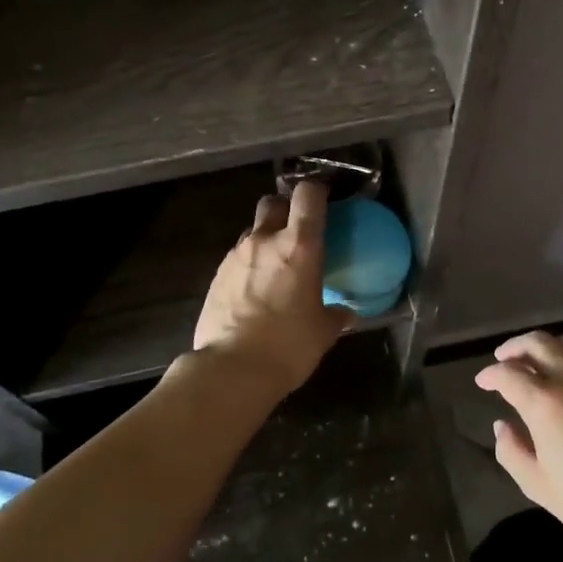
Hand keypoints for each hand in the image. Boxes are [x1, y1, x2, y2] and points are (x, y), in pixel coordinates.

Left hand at [192, 181, 352, 398]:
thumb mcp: (322, 332)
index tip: (324, 200)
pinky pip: (237, 258)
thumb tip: (346, 312)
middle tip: (297, 232)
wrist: (232, 369)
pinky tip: (254, 290)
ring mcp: (236, 256)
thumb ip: (335, 315)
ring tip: (275, 267)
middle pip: (273, 203)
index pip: (307, 195)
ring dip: (265, 239)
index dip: (316, 191)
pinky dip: (249, 264)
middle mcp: (265, 241)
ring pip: (253, 231)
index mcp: (299, 247)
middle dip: (285, 210)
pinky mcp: (216, 275)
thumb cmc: (288, 347)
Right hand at [475, 331, 562, 553]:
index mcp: (545, 403)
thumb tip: (502, 426)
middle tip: (505, 359)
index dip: (490, 374)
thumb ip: (512, 453)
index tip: (483, 382)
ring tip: (540, 364)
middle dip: (515, 347)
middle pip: (538, 343)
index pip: (507, 373)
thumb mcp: (541, 488)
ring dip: (547, 349)